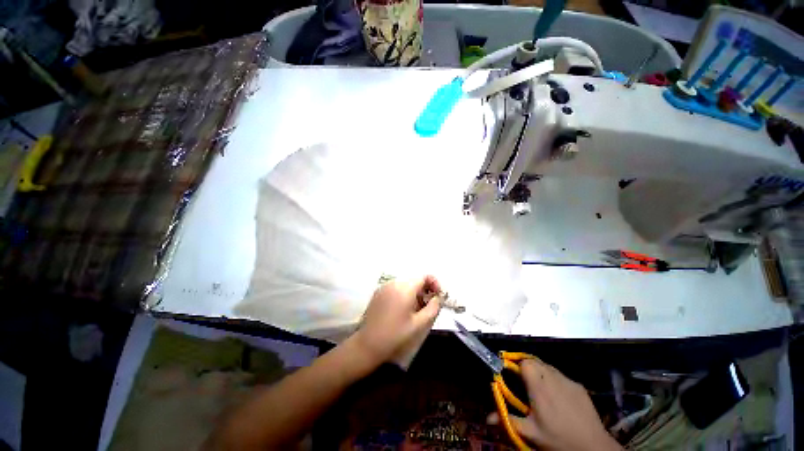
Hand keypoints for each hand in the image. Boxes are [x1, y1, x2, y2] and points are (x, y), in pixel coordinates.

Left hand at [352, 275, 442, 366]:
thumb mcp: (419, 324)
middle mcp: (394, 283)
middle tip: (427, 307)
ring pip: (405, 284)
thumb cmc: (395, 335)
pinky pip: (396, 288)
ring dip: (414, 293)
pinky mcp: (378, 293)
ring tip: (415, 310)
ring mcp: (384, 287)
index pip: (424, 276)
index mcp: (405, 288)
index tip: (437, 297)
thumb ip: (433, 308)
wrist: (368, 344)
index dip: (434, 284)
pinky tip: (402, 310)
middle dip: (424, 290)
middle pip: (414, 280)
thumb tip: (437, 298)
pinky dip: (403, 294)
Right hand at [488, 359, 621, 450]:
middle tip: (524, 383)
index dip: (517, 365)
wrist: (593, 447)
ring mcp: (568, 380)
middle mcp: (553, 377)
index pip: (524, 362)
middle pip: (535, 361)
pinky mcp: (579, 386)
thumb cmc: (558, 439)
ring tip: (539, 389)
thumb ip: (509, 421)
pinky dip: (554, 380)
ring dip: (540, 372)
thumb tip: (487, 418)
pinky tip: (558, 397)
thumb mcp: (531, 433)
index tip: (512, 375)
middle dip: (527, 367)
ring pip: (548, 367)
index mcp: (539, 385)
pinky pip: (561, 376)